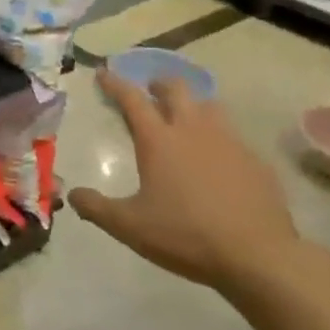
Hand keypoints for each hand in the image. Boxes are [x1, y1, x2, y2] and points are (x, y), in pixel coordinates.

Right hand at [67, 70, 301, 293]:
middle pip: (176, 89)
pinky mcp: (255, 161)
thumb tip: (72, 195)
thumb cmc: (185, 235)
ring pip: (209, 106)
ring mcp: (229, 142)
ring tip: (186, 117)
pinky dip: (219, 136)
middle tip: (150, 90)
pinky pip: (233, 136)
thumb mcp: (130, 226)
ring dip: (193, 104)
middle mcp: (193, 131)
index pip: (132, 99)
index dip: (116, 84)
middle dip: (159, 84)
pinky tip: (218, 158)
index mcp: (159, 141)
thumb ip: (97, 208)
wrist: (258, 256)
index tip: (104, 73)